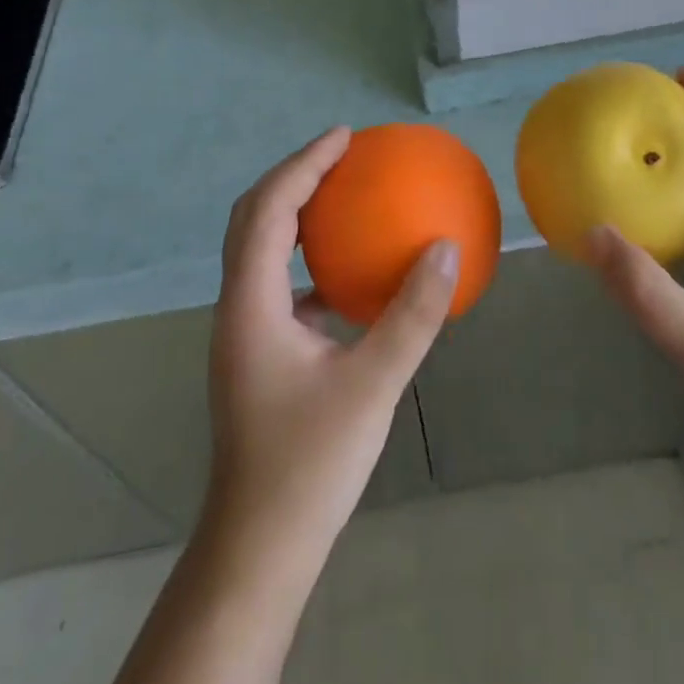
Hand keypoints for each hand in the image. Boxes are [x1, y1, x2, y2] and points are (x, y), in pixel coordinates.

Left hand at [206, 128, 458, 562]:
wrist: (260, 546)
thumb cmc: (310, 464)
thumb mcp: (373, 384)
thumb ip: (412, 314)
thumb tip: (446, 248)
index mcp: (251, 304)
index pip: (268, 210)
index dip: (303, 164)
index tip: (344, 137)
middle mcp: (237, 308)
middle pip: (252, 219)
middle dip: (292, 177)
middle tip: (340, 155)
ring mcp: (244, 332)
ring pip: (260, 250)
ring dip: (294, 214)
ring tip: (342, 196)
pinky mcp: (259, 354)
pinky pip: (279, 283)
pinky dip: (307, 258)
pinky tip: (347, 273)